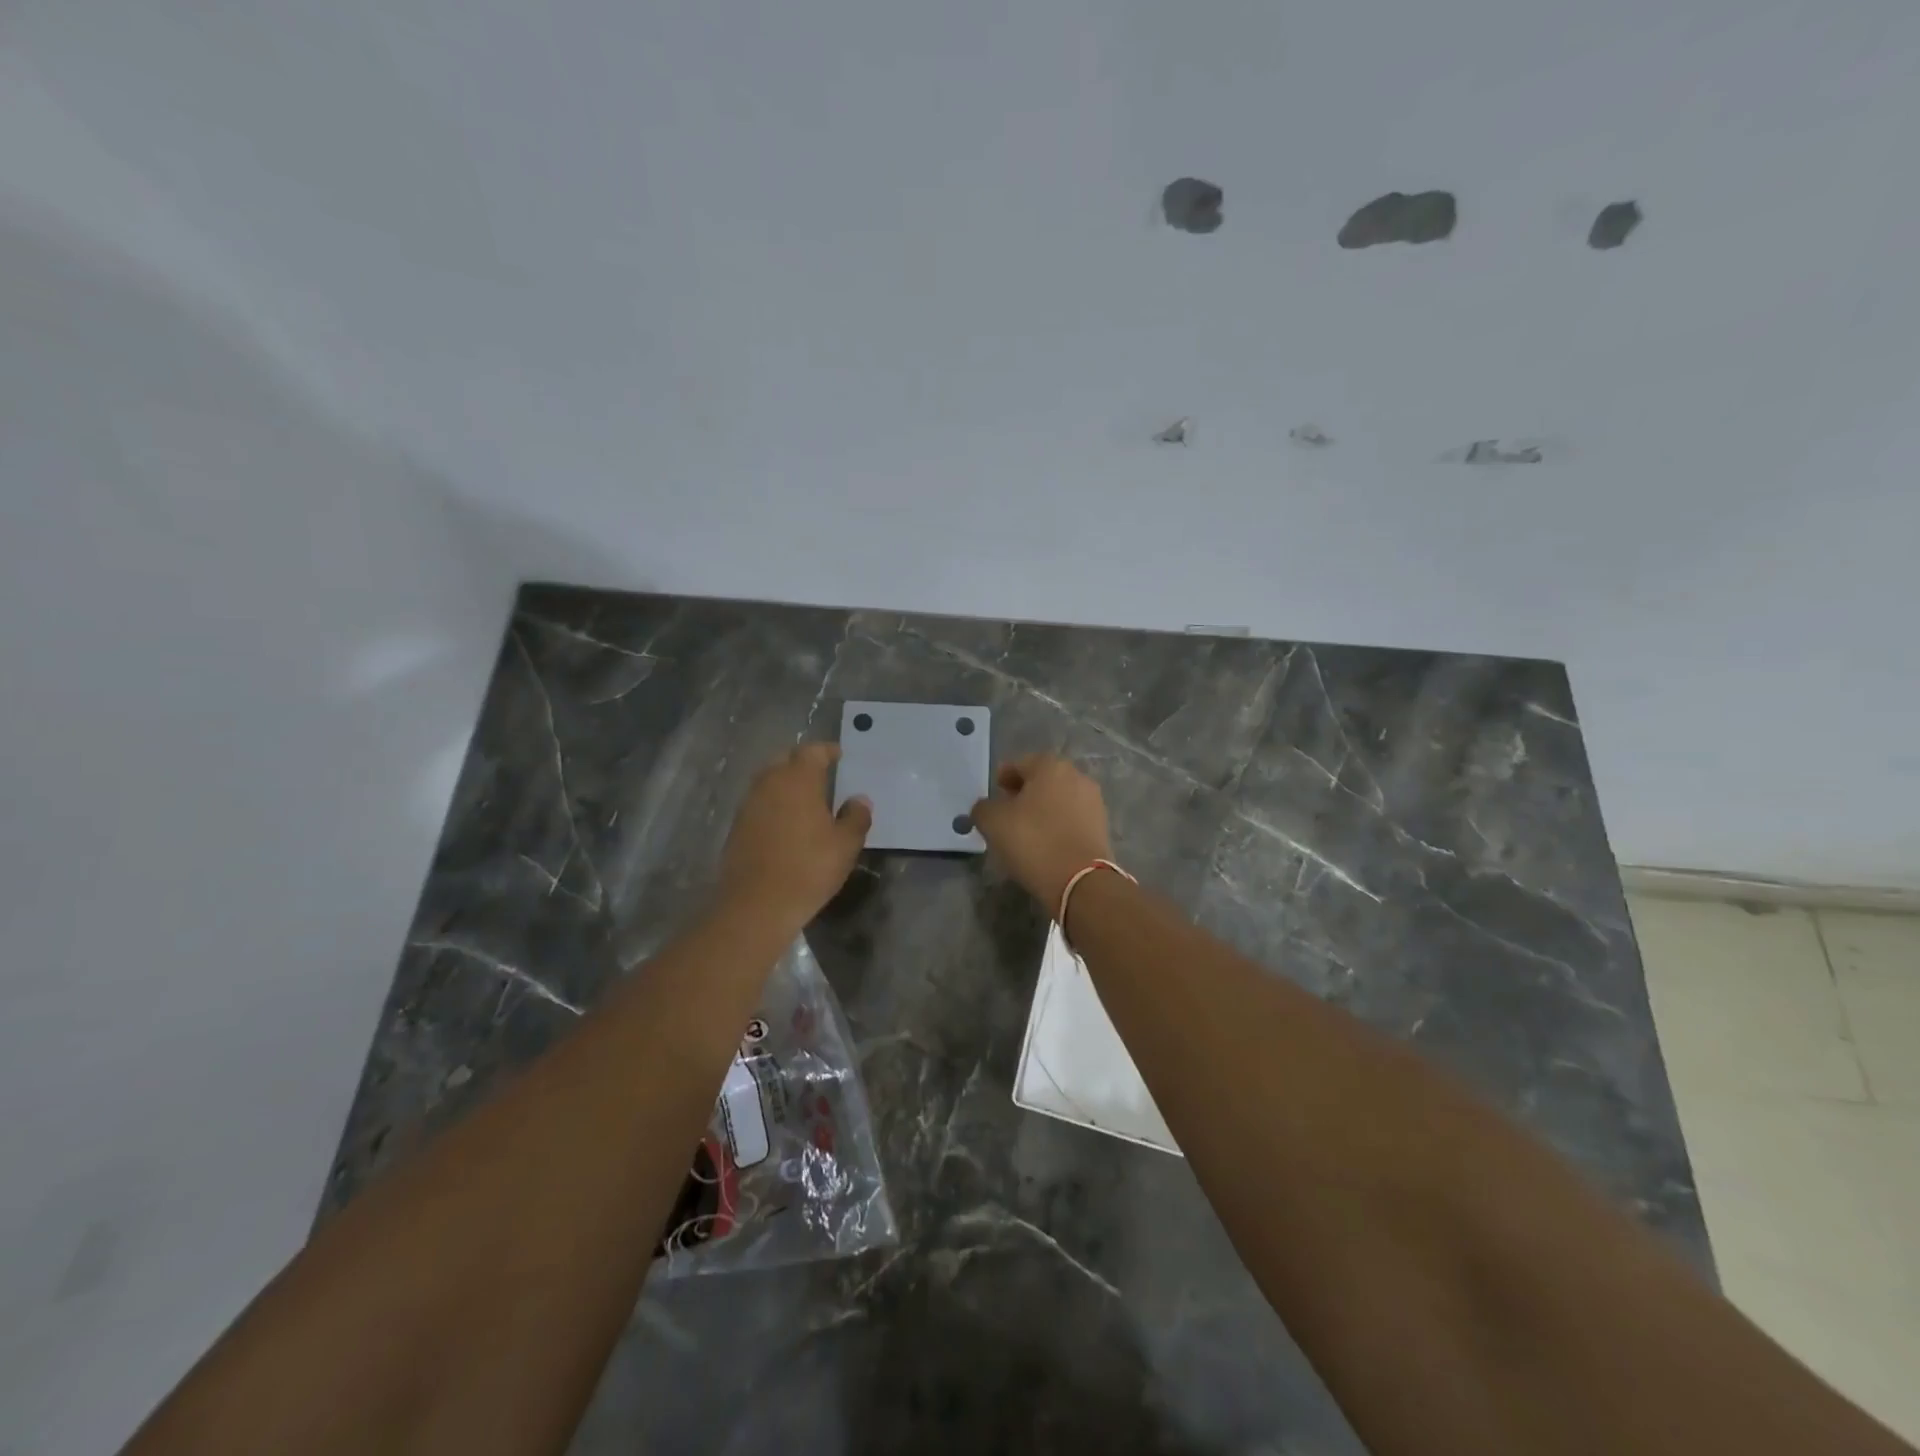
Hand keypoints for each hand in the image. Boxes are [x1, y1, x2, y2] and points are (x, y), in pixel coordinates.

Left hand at [720, 744, 871, 928]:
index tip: (839, 756)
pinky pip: (759, 803)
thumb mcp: (845, 845)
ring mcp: (749, 804)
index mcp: (798, 779)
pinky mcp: (737, 826)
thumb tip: (859, 800)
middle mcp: (769, 783)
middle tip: (822, 774)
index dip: (827, 751)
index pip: (812, 751)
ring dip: (786, 783)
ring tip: (806, 799)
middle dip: (803, 762)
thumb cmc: (809, 868)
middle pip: (786, 760)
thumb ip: (856, 817)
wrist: (756, 905)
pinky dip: (774, 804)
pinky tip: (787, 823)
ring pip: (769, 781)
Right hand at [969, 754, 1112, 910]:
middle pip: (1043, 779)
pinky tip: (1046, 843)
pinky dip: (1058, 825)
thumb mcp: (993, 822)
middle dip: (1024, 792)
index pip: (1020, 763)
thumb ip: (983, 808)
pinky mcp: (1102, 827)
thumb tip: (986, 807)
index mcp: (1051, 766)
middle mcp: (1077, 777)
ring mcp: (1093, 802)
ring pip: (1059, 799)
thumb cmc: (1034, 841)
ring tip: (1025, 831)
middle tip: (1007, 812)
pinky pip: (1072, 819)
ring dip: (1042, 810)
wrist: (1081, 881)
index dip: (1004, 777)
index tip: (995, 794)